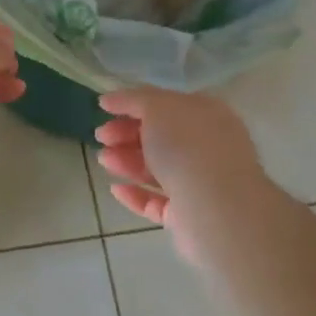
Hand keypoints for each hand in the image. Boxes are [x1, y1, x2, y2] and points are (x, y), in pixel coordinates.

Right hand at [94, 88, 268, 260]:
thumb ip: (134, 99)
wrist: (215, 208)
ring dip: (127, 162)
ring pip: (158, 169)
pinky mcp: (189, 216)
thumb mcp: (157, 107)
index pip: (167, 105)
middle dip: (127, 135)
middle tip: (101, 137)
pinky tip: (115, 189)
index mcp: (207, 116)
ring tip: (103, 160)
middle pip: (161, 138)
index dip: (134, 105)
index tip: (104, 110)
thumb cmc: (187, 146)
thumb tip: (110, 98)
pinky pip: (158, 202)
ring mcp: (200, 184)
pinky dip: (136, 194)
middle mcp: (208, 148)